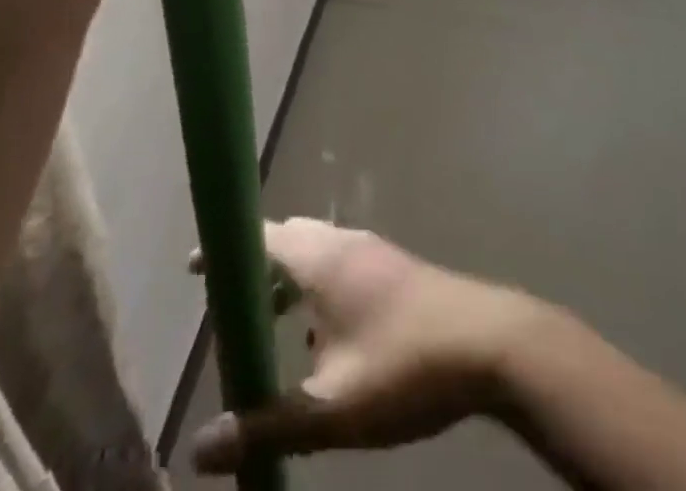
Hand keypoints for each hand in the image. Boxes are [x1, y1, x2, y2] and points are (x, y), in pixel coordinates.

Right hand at [188, 219, 540, 472]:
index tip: (195, 266)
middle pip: (287, 241)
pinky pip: (339, 267)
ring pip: (316, 254)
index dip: (226, 250)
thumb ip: (266, 424)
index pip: (260, 237)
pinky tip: (323, 342)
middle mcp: (343, 242)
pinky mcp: (395, 270)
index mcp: (320, 258)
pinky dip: (317, 291)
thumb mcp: (331, 407)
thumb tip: (199, 449)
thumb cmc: (404, 365)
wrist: (490, 343)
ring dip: (289, 282)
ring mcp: (373, 252)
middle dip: (256, 268)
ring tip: (270, 327)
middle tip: (230, 305)